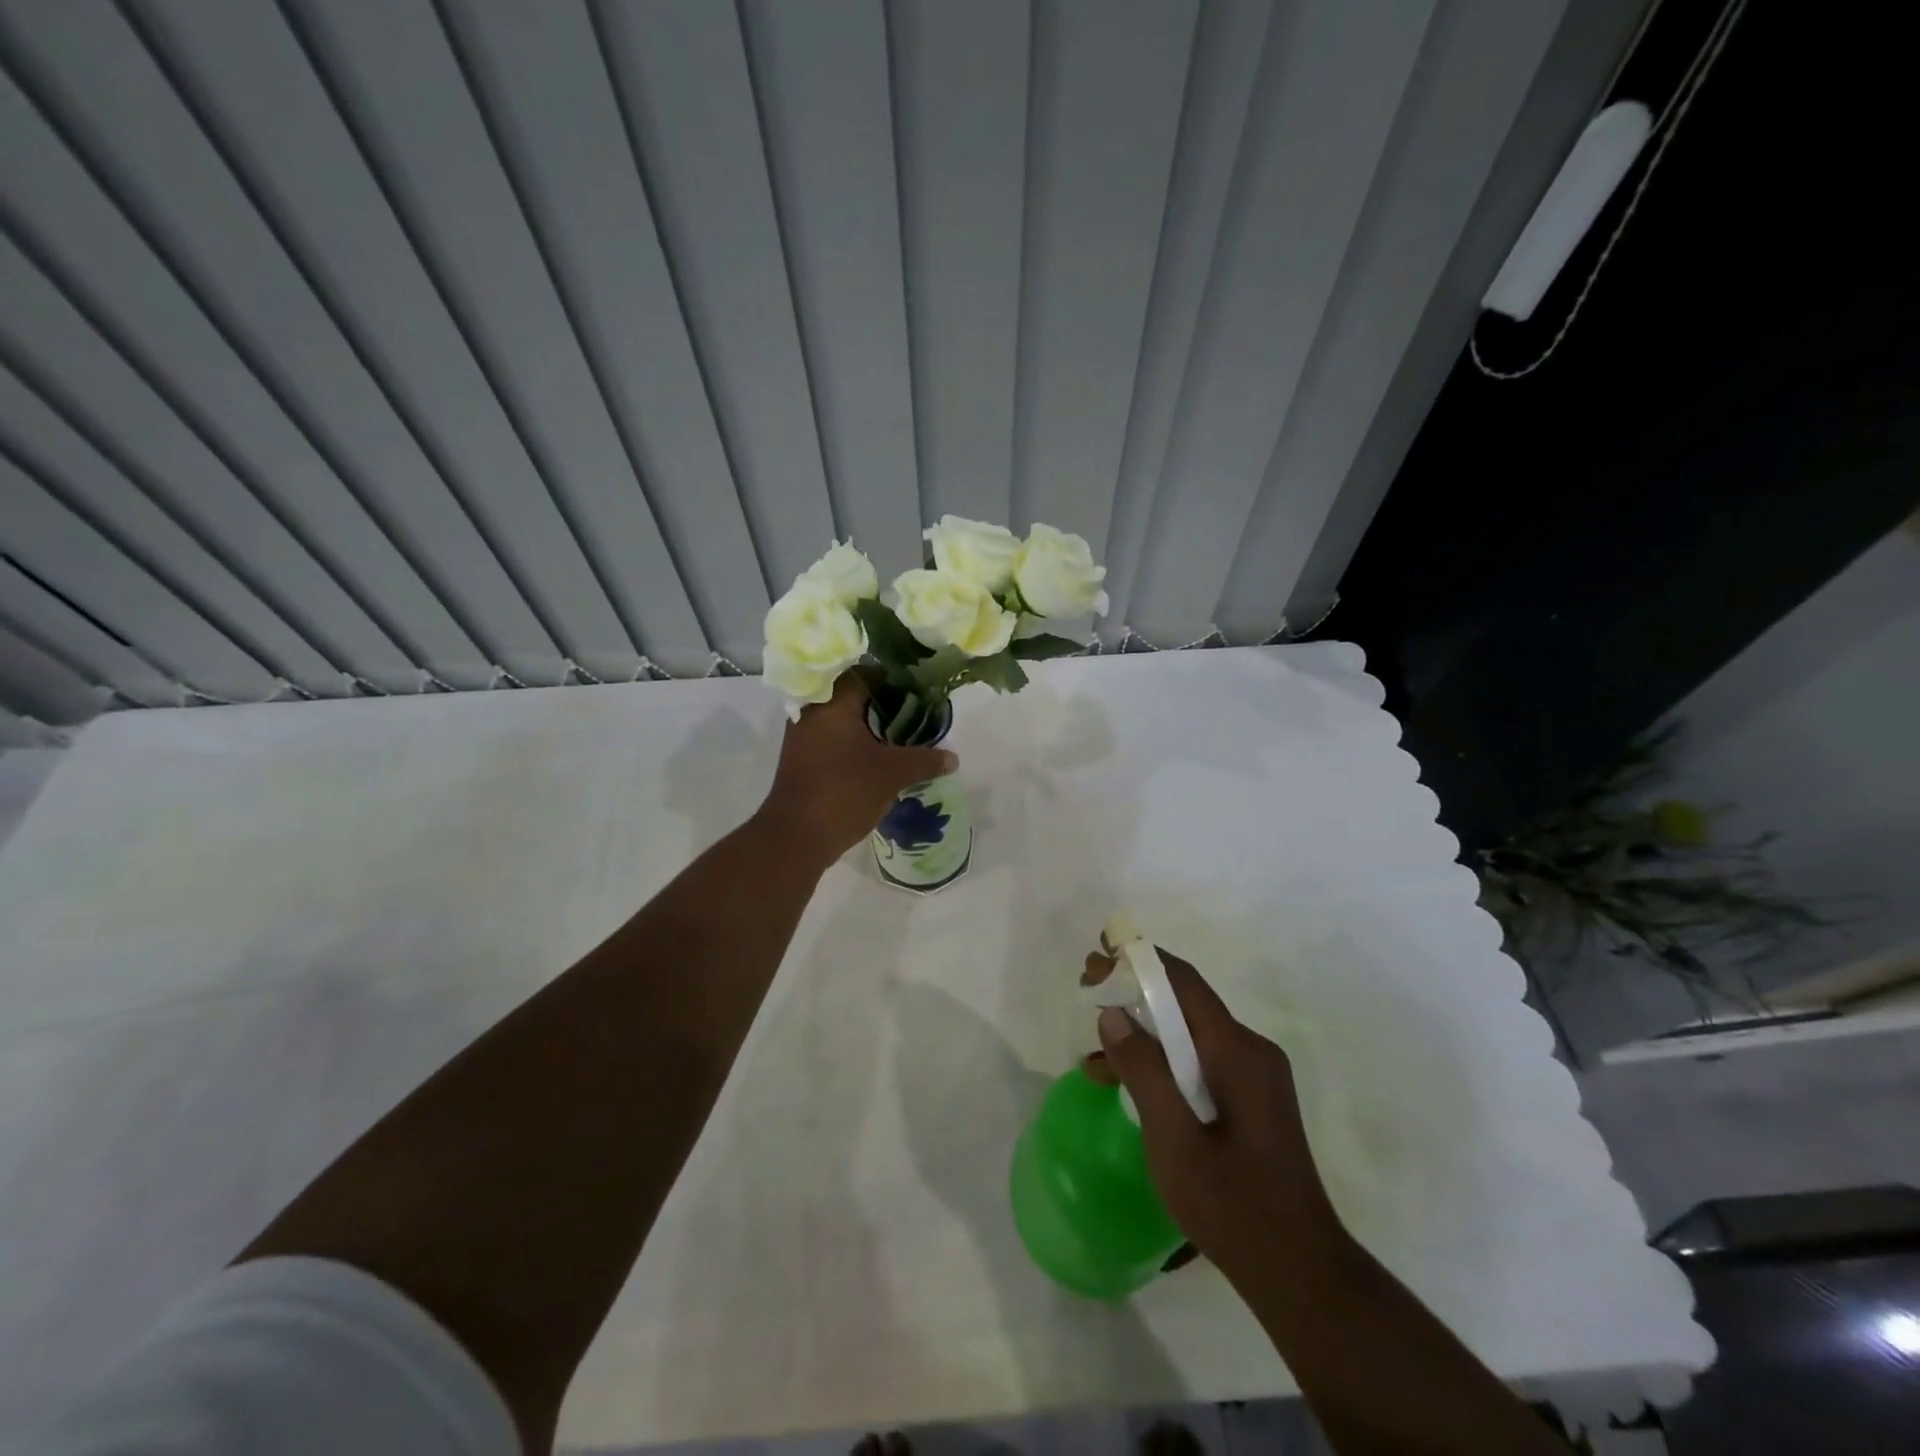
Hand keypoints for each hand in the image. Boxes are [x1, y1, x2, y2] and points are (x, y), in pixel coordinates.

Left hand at [756, 676, 957, 865]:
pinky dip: (854, 743)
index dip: (894, 679)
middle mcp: (812, 711)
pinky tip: (876, 758)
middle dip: (883, 704)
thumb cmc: (845, 791)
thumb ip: (925, 760)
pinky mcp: (801, 759)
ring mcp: (802, 736)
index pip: (865, 672)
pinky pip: (832, 739)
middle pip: (852, 695)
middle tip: (913, 715)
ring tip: (899, 738)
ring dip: (868, 725)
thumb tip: (952, 757)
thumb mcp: (893, 774)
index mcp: (832, 702)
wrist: (796, 837)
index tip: (918, 692)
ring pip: (841, 719)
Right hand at [1083, 945, 1347, 1292]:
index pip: (1183, 983)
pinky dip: (1162, 1065)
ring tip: (1094, 1056)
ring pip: (1189, 1037)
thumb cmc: (1233, 1206)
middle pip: (1185, 1004)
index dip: (1138, 961)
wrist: (1301, 1273)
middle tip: (1087, 990)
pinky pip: (1200, 1063)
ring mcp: (1255, 1077)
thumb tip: (1112, 1014)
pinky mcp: (1252, 1100)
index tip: (1098, 955)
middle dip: (1134, 994)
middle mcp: (1250, 1051)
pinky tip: (1129, 1087)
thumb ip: (1143, 1071)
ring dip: (1143, 1037)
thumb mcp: (1174, 1139)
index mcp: (1237, 1052)